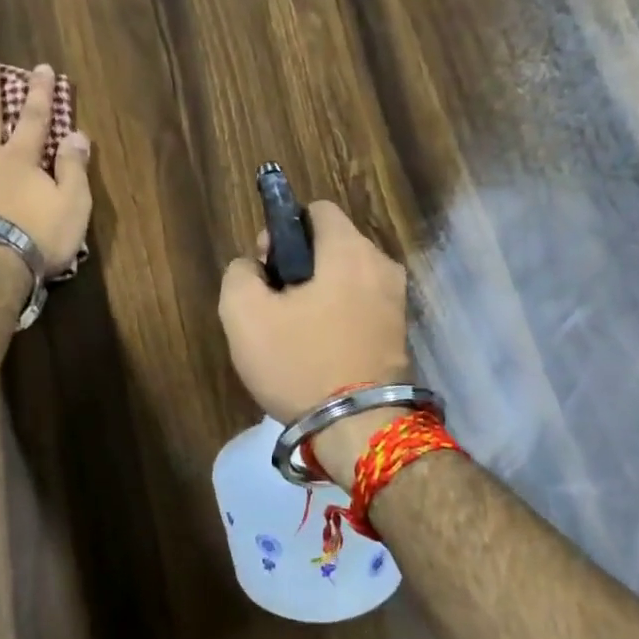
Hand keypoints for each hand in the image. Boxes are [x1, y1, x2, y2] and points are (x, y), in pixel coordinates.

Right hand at [218, 201, 410, 426]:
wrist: (358, 429)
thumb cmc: (299, 363)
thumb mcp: (243, 315)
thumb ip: (239, 273)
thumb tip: (253, 266)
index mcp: (349, 250)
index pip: (316, 210)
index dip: (282, 229)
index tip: (266, 266)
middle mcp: (382, 265)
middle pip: (332, 244)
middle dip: (299, 264)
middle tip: (274, 303)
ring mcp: (397, 300)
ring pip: (347, 277)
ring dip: (318, 292)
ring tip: (293, 331)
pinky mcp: (399, 332)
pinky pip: (361, 305)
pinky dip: (338, 314)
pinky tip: (318, 347)